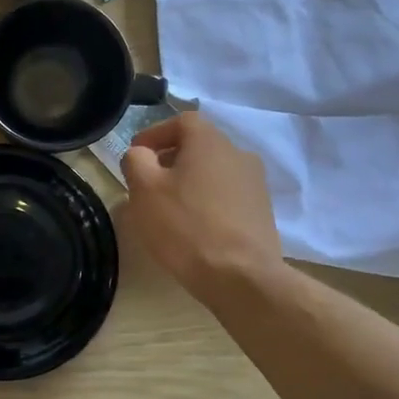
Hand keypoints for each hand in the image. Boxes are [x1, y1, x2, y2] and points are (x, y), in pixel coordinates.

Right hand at [123, 113, 284, 302]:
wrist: (242, 277)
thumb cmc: (186, 226)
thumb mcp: (144, 189)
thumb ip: (136, 160)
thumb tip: (141, 154)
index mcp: (210, 141)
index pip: (181, 121)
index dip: (155, 134)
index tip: (137, 156)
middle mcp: (238, 154)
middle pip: (198, 146)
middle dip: (170, 160)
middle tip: (148, 184)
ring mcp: (255, 184)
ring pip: (213, 171)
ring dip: (190, 182)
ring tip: (170, 208)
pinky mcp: (262, 212)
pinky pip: (227, 195)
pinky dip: (208, 202)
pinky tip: (194, 227)